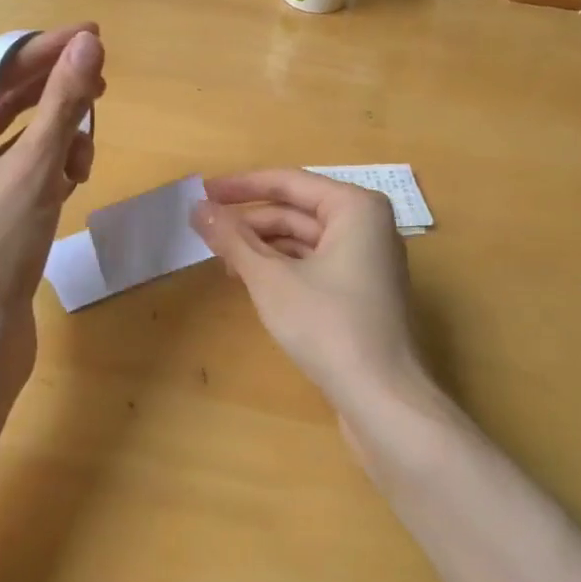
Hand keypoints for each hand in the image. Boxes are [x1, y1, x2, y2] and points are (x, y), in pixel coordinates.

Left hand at [0, 26, 104, 368]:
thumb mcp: (34, 169)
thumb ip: (63, 104)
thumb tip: (89, 44)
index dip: (45, 51)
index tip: (93, 34)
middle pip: (7, 103)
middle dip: (57, 99)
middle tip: (103, 84)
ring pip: (21, 138)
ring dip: (58, 139)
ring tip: (83, 158)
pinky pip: (22, 169)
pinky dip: (50, 168)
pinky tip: (72, 180)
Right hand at [190, 169, 428, 423]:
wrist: (383, 399)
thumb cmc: (328, 326)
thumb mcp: (271, 279)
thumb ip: (233, 239)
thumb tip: (197, 208)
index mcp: (355, 207)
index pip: (289, 182)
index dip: (241, 186)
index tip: (203, 190)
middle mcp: (368, 225)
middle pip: (297, 210)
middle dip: (250, 220)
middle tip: (205, 229)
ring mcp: (368, 260)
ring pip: (305, 239)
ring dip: (263, 246)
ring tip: (222, 259)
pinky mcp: (362, 291)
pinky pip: (315, 263)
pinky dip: (283, 267)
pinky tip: (251, 281)